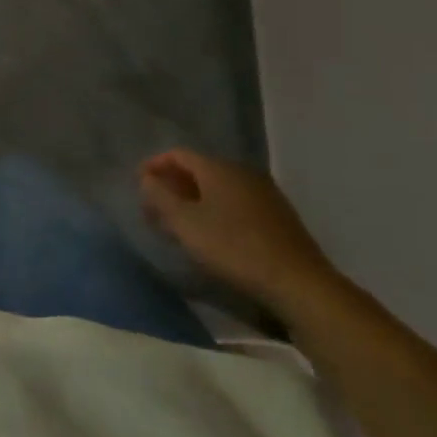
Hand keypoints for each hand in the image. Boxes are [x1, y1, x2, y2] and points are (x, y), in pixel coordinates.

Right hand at [139, 149, 338, 313]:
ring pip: (219, 187)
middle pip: (199, 169)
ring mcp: (264, 192)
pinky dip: (216, 209)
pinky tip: (212, 232)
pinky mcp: (278, 215)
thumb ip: (160, 197)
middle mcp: (242, 171)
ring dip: (194, 198)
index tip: (138, 183)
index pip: (178, 154)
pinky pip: (236, 201)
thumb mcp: (185, 223)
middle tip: (155, 206)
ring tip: (180, 222)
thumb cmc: (234, 248)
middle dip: (173, 184)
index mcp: (218, 168)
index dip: (154, 165)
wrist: (298, 283)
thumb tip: (146, 178)